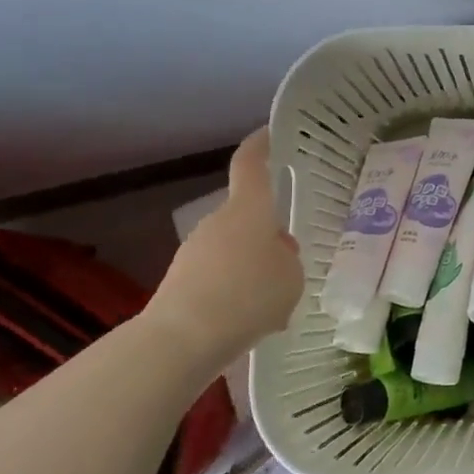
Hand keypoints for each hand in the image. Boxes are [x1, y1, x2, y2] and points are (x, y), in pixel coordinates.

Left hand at [147, 128, 303, 361]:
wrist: (182, 340)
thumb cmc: (248, 296)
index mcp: (249, 210)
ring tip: (274, 306)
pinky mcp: (181, 281)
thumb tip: (275, 255)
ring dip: (253, 268)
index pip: (251, 165)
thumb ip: (289, 260)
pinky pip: (220, 277)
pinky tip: (250, 323)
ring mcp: (195, 251)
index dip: (260, 146)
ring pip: (235, 250)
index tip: (268, 134)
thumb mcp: (292, 278)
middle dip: (269, 235)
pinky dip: (236, 293)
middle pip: (249, 217)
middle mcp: (218, 222)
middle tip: (291, 263)